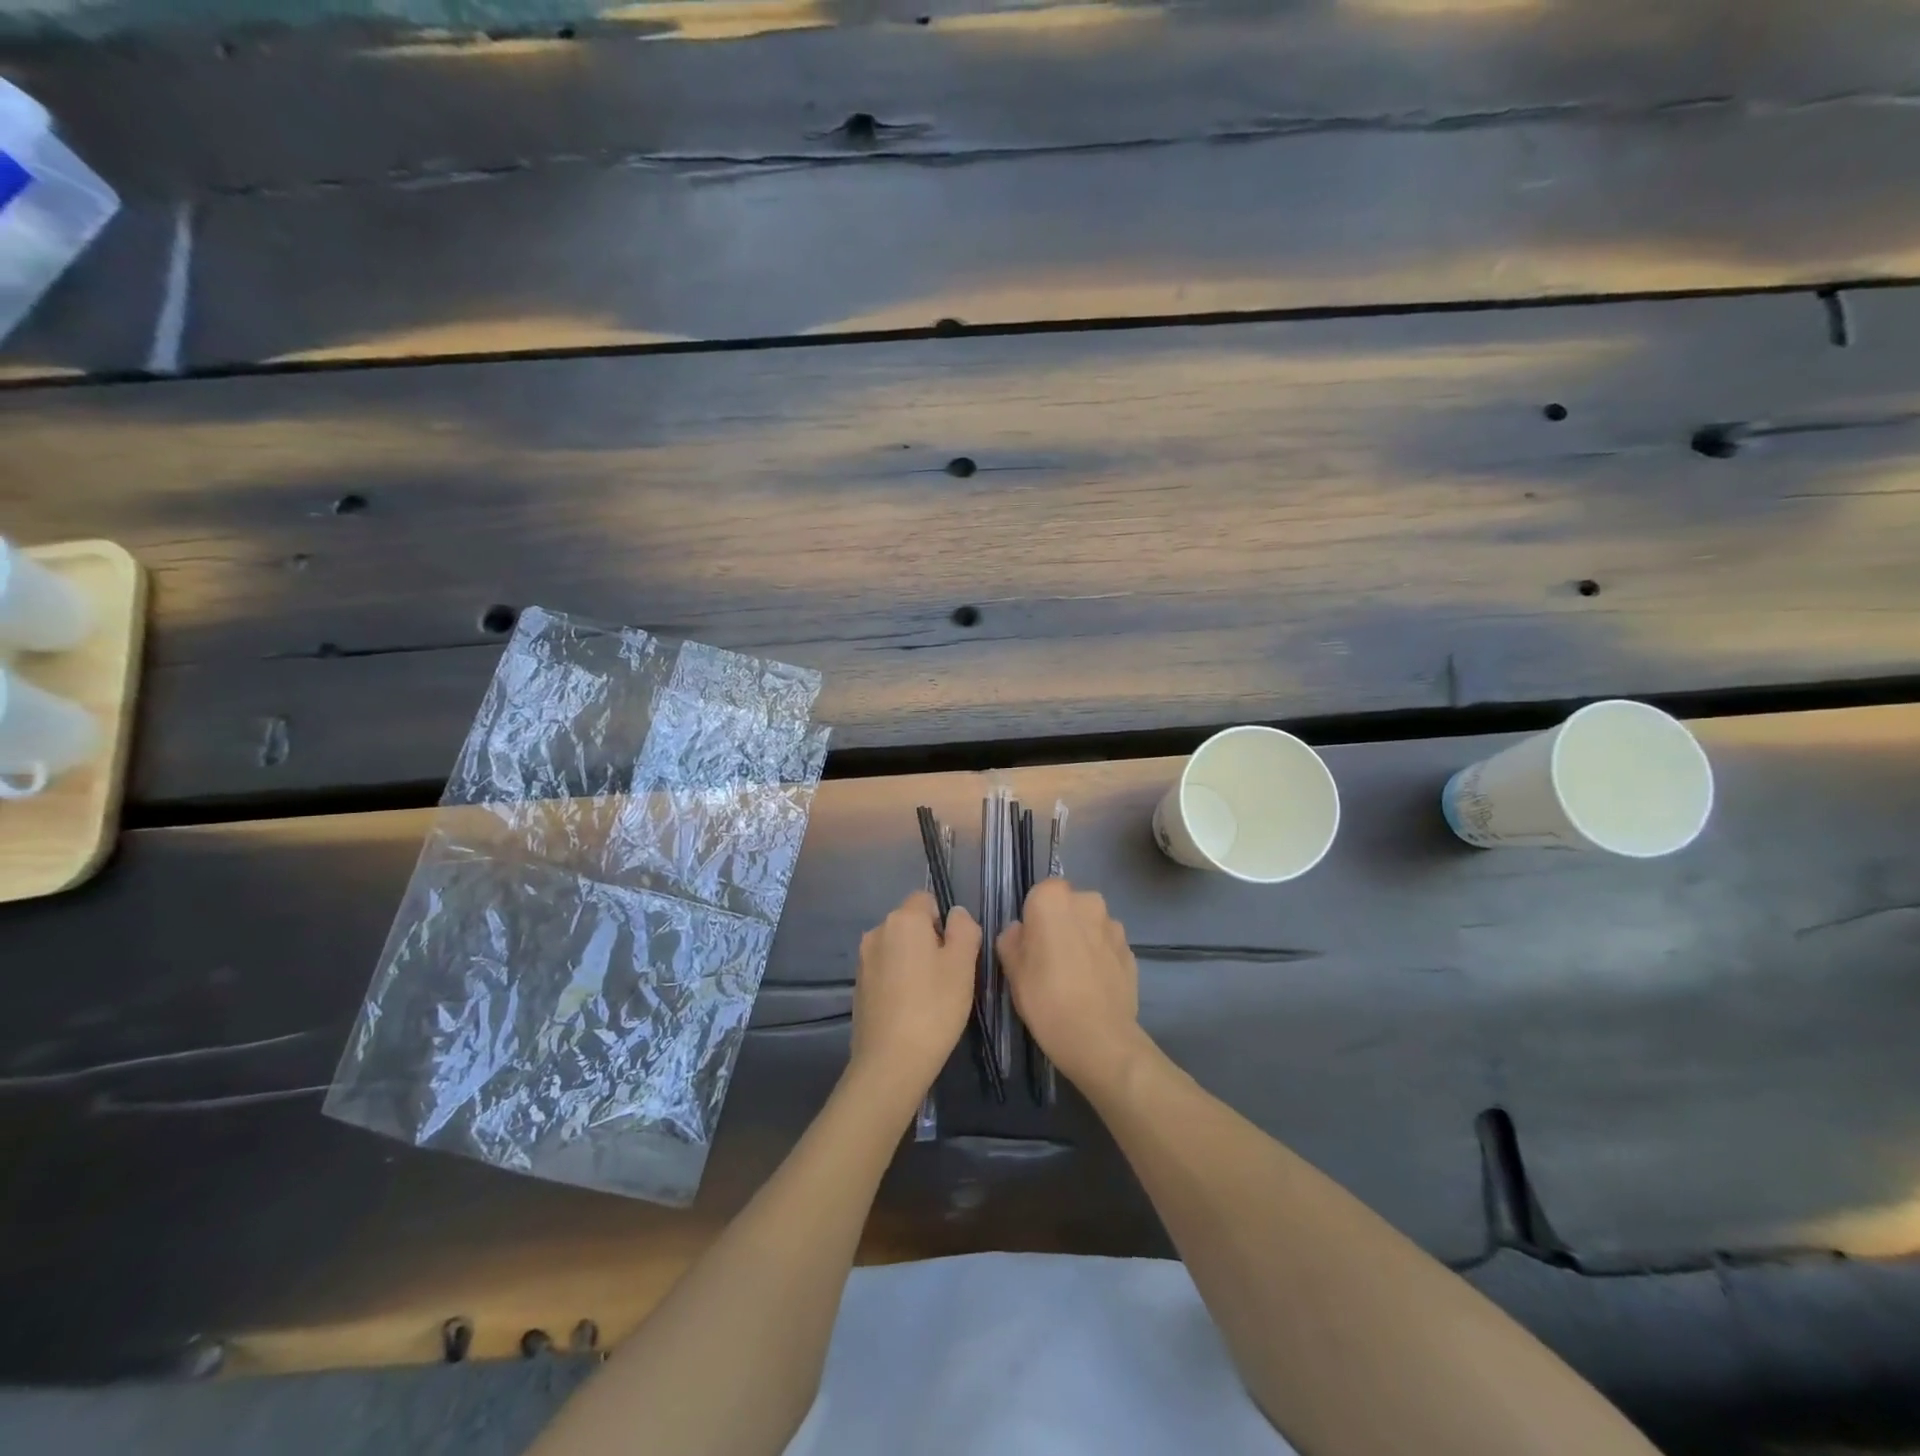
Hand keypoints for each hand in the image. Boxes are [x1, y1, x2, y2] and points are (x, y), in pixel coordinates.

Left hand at [849, 892, 981, 1105]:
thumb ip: (964, 929)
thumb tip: (956, 915)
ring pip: (898, 948)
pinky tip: (909, 1009)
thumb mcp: (963, 965)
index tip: (955, 953)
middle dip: (930, 941)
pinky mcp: (858, 985)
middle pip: (911, 923)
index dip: (944, 921)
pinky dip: (899, 980)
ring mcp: (863, 959)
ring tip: (929, 996)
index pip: (926, 899)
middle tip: (947, 977)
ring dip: (913, 962)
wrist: (890, 1061)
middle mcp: (877, 931)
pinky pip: (885, 970)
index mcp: (903, 919)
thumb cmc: (934, 1008)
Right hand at [997, 879, 1147, 1093]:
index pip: (1039, 893)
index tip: (1030, 945)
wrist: (1098, 1038)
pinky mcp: (1131, 951)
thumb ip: (1011, 939)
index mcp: (1053, 898)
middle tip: (1049, 960)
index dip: (1033, 918)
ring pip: (1091, 926)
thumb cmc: (1045, 997)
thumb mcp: (1011, 969)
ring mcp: (1114, 926)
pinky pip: (1108, 947)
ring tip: (1074, 977)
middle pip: (1069, 906)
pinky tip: (1092, 987)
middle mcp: (1088, 901)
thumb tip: (1020, 932)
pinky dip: (1101, 959)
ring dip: (1083, 940)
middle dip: (1061, 924)